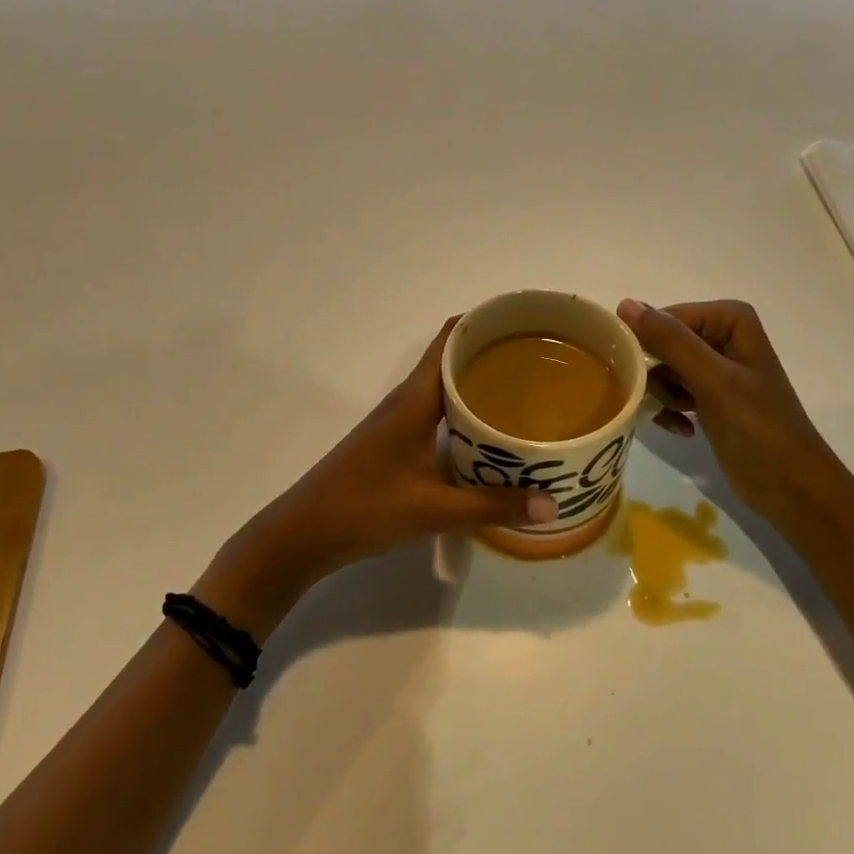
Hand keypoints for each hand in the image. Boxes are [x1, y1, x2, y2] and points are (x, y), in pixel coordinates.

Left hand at [196, 318, 552, 637]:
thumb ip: (492, 506)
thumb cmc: (364, 508)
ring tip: (524, 392)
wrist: (302, 534)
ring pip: (444, 388)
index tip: (524, 319)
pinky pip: (437, 412)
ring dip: (478, 383)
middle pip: (452, 359)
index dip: (484, 321)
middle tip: (540, 360)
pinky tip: (487, 433)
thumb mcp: (433, 510)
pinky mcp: (394, 442)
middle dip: (492, 352)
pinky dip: (464, 411)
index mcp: (414, 399)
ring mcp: (397, 421)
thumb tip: (552, 504)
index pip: (450, 339)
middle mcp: (406, 400)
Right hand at [617, 299, 846, 517]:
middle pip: (659, 343)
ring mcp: (714, 366)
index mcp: (728, 319)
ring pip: (660, 369)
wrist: (790, 488)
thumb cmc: (759, 429)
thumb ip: (671, 341)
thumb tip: (624, 304)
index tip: (637, 378)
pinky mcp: (707, 394)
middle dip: (656, 375)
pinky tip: (683, 429)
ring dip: (662, 396)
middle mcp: (720, 334)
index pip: (662, 319)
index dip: (645, 347)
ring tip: (681, 416)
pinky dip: (670, 410)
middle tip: (665, 401)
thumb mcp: (714, 381)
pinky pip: (670, 390)